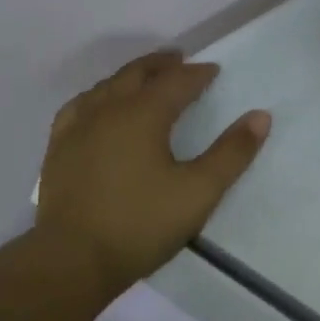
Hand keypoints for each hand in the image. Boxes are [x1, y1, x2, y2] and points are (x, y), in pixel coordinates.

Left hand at [35, 49, 268, 297]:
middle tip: (180, 61)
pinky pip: (79, 107)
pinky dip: (98, 97)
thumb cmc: (142, 224)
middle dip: (162, 65)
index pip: (176, 82)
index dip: (198, 74)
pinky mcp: (59, 149)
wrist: (73, 259)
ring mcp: (77, 128)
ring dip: (130, 77)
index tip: (214, 70)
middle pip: (136, 74)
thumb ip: (231, 153)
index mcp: (143, 115)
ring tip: (145, 80)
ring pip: (106, 87)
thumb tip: (260, 116)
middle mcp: (107, 110)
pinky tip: (98, 107)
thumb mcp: (199, 191)